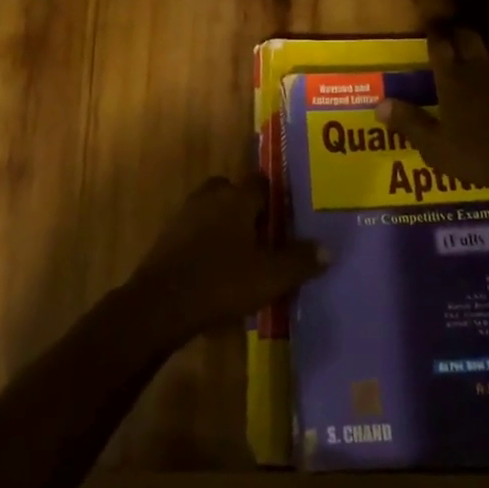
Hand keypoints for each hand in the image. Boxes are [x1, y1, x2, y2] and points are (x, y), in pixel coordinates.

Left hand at [124, 174, 327, 337]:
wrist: (159, 305)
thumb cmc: (221, 282)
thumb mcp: (270, 276)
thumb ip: (300, 260)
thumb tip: (329, 249)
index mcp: (237, 198)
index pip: (261, 182)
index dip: (276, 198)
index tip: (288, 218)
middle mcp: (210, 198)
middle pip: (234, 193)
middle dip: (248, 210)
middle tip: (266, 236)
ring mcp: (185, 216)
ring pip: (213, 212)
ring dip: (227, 227)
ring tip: (244, 256)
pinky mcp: (168, 238)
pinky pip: (196, 232)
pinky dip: (208, 244)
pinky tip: (218, 271)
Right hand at [375, 27, 488, 194]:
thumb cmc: (484, 154)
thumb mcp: (437, 147)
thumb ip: (410, 123)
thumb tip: (378, 105)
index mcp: (453, 81)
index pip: (439, 48)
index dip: (434, 35)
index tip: (431, 24)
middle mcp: (482, 67)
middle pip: (469, 37)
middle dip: (460, 30)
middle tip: (456, 27)